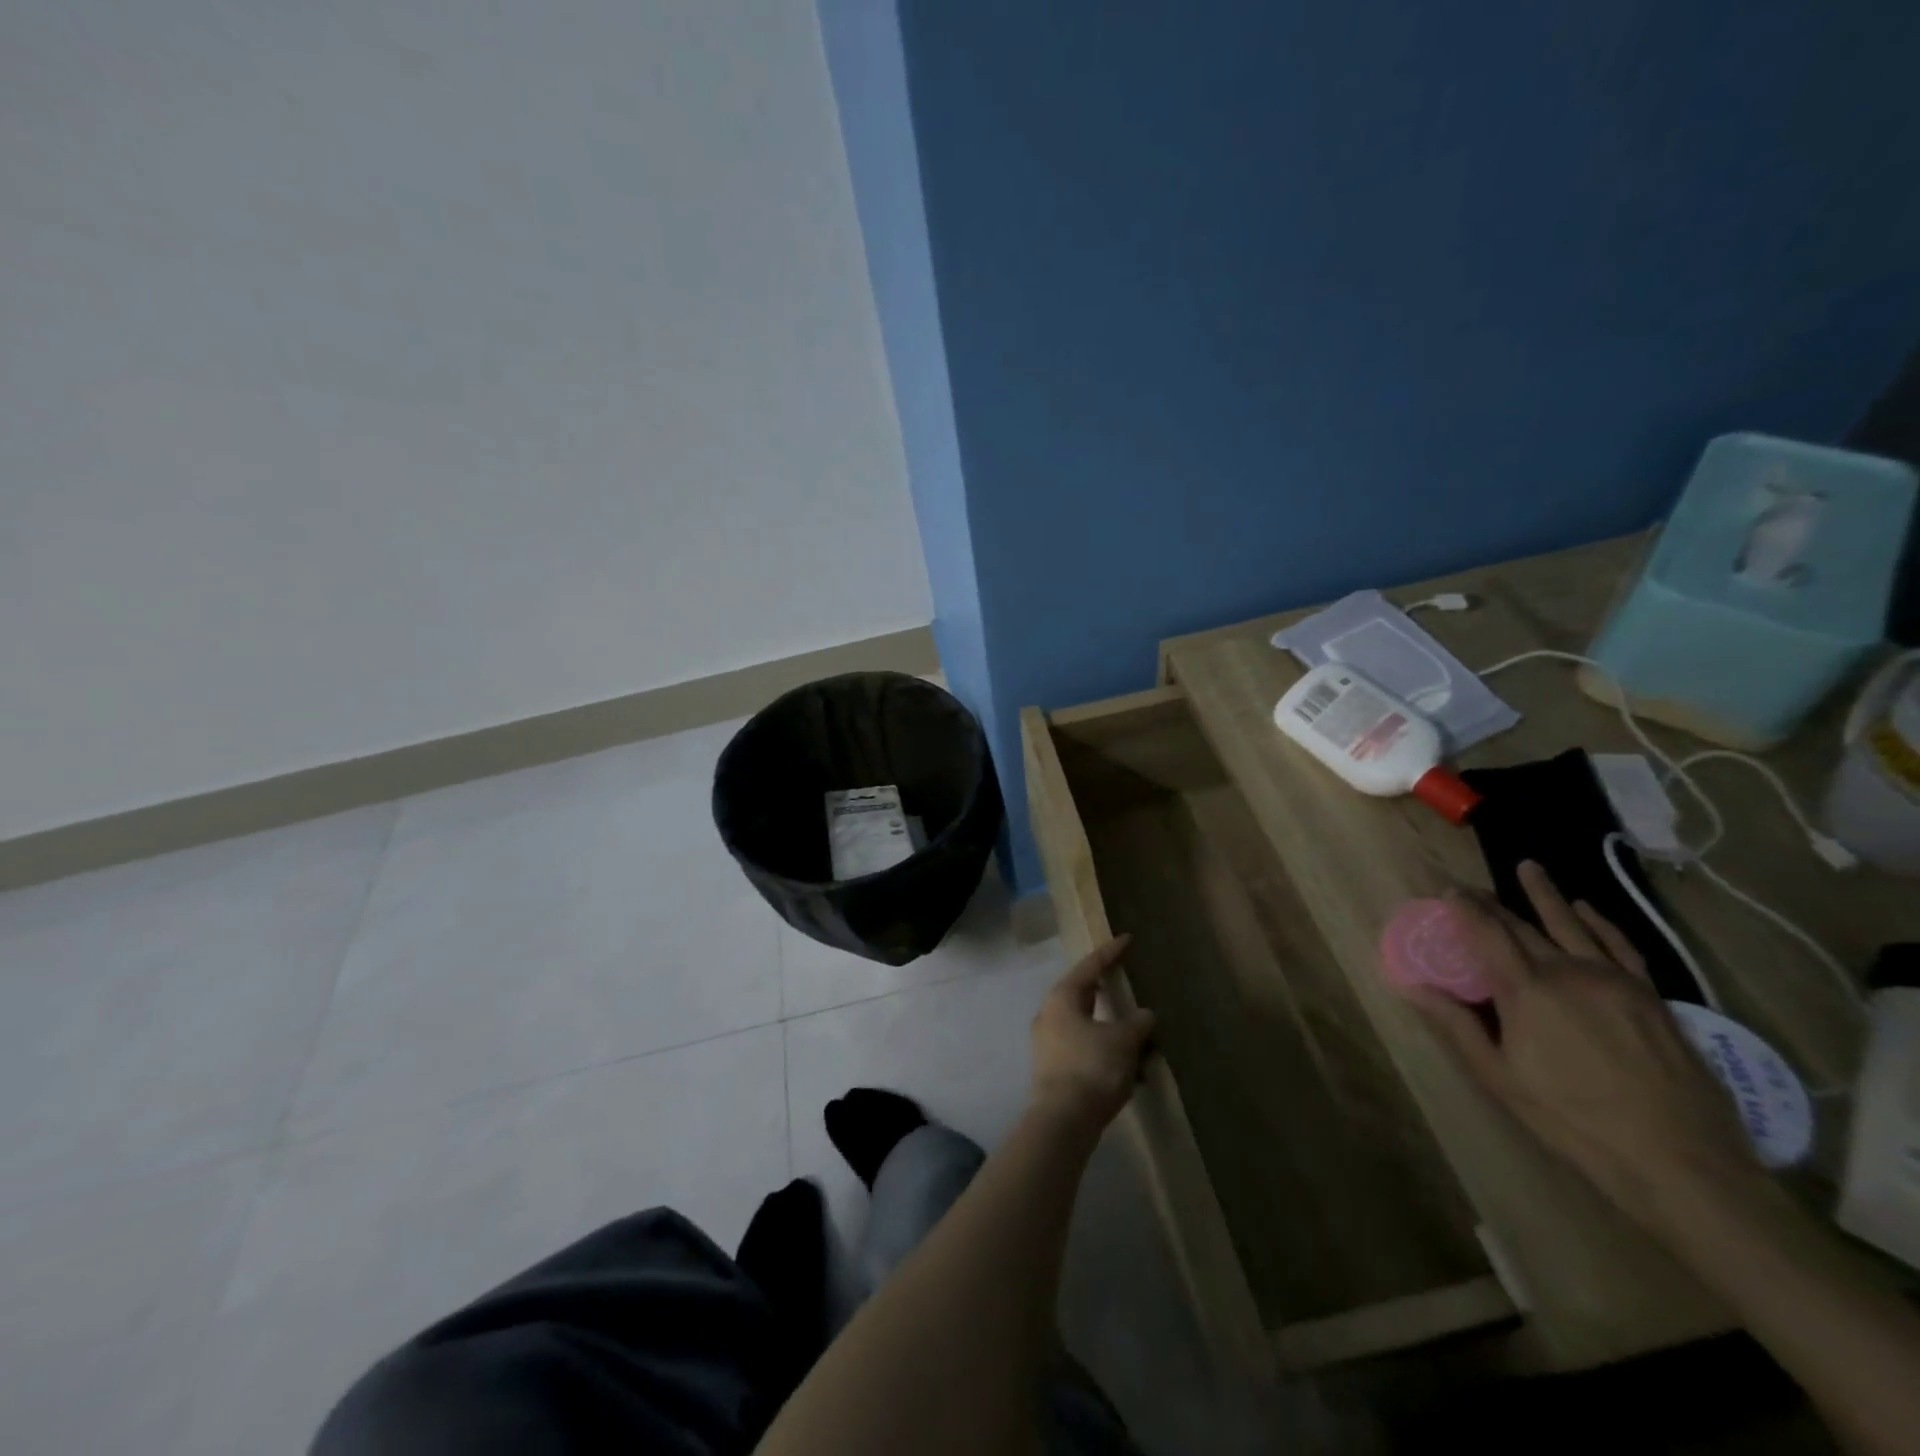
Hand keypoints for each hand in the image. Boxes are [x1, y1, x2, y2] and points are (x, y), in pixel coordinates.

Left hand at [1029, 935, 1156, 1132]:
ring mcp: (1048, 1042)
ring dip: (1108, 1023)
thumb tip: (1145, 1015)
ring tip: (1133, 1025)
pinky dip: (1104, 1047)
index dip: (1110, 952)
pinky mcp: (1053, 1068)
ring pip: (1083, 1022)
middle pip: (1081, 992)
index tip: (1127, 939)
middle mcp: (1049, 1014)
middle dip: (1104, 987)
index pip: (1090, 966)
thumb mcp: (1123, 1041)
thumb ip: (1137, 1023)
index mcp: (1062, 998)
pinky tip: (1126, 1061)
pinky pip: (1083, 1047)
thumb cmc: (1092, 1068)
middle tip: (1123, 976)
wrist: (1062, 1121)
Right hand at [1400, 862, 1763, 1237]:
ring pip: (1571, 924)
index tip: (1446, 889)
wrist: (1681, 1162)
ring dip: (1545, 894)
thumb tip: (1413, 986)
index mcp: (1527, 990)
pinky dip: (1599, 921)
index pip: (1486, 932)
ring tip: (1528, 867)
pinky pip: (1620, 945)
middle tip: (1470, 887)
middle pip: (1522, 925)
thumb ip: (1456, 1024)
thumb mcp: (1500, 1078)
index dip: (1463, 908)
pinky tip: (1586, 908)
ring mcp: (1614, 980)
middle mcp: (1568, 971)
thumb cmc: (1574, 1121)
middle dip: (1492, 903)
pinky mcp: (1650, 996)